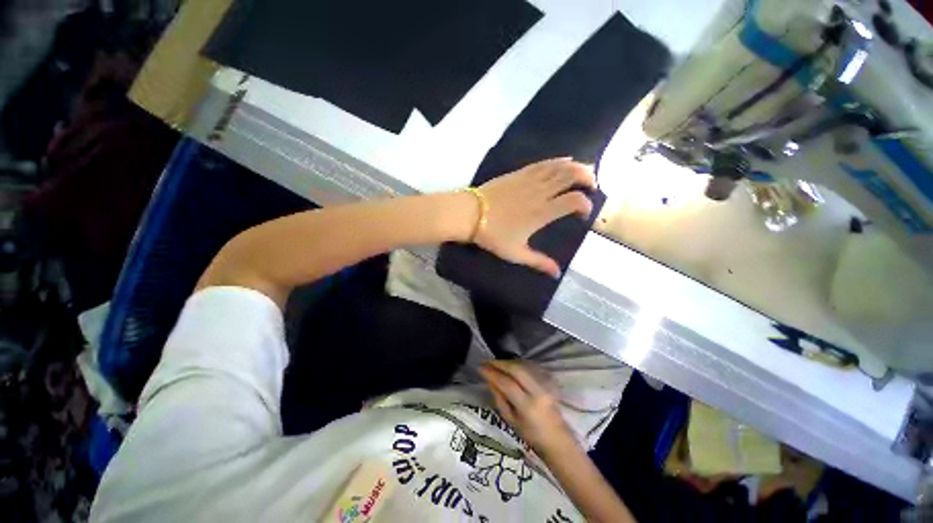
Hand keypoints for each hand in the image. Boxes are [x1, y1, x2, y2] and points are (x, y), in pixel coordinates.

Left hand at [473, 159, 596, 277]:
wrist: (470, 214)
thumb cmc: (493, 235)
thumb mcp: (516, 253)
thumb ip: (538, 262)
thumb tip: (557, 274)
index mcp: (542, 212)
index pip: (574, 201)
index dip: (586, 204)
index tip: (584, 214)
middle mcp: (540, 192)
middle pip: (571, 177)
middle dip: (588, 178)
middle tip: (593, 185)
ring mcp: (529, 180)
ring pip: (559, 166)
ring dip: (576, 166)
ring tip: (586, 171)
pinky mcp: (519, 173)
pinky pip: (543, 163)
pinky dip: (558, 160)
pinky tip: (565, 159)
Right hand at [479, 360, 577, 456]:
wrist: (557, 438)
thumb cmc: (531, 435)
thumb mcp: (510, 420)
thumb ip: (499, 399)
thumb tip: (490, 380)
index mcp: (527, 406)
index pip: (507, 384)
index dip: (492, 373)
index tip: (481, 368)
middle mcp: (538, 393)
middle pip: (517, 370)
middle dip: (500, 363)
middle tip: (488, 362)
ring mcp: (546, 385)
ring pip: (524, 365)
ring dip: (509, 362)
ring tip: (497, 363)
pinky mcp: (550, 381)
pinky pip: (531, 367)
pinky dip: (519, 364)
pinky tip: (511, 366)